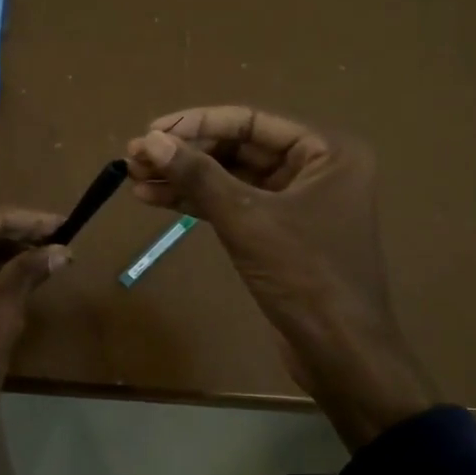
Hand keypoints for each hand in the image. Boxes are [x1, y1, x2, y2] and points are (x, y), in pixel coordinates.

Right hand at [125, 106, 434, 448]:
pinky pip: (234, 205)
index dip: (196, 123)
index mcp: (327, 151)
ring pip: (231, 178)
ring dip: (184, 178)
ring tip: (135, 177)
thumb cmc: (304, 276)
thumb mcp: (248, 220)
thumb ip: (199, 176)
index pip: (251, 121)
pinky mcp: (279, 233)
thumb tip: (149, 139)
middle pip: (239, 147)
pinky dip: (197, 203)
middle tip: (134, 157)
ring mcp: (297, 202)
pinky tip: (156, 199)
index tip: (150, 131)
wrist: (341, 353)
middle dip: (186, 153)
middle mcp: (316, 168)